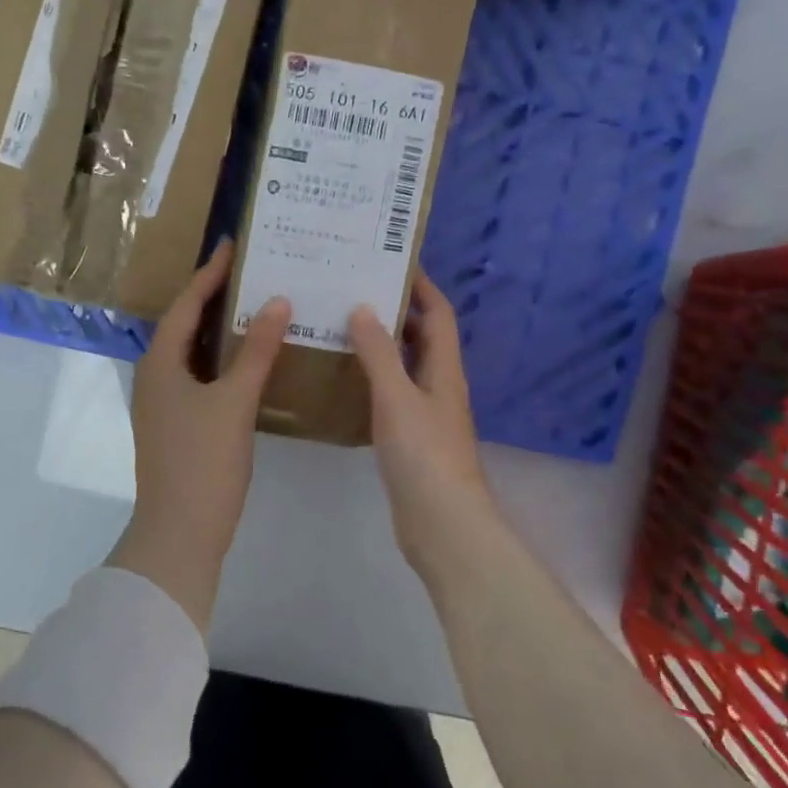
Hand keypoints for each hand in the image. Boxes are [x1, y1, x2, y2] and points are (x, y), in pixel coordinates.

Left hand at [114, 240, 290, 633]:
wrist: (179, 534)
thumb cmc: (203, 462)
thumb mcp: (234, 402)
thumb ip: (255, 350)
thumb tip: (276, 301)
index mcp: (160, 363)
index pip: (186, 304)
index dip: (209, 273)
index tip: (232, 244)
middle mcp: (155, 376)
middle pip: (185, 324)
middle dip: (214, 295)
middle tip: (249, 270)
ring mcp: (164, 402)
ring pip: (193, 351)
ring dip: (219, 328)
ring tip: (254, 304)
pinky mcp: (177, 423)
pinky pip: (200, 375)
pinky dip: (222, 359)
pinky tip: (249, 359)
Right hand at [348, 273, 498, 580]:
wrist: (443, 525)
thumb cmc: (424, 455)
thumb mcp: (397, 397)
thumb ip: (379, 353)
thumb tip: (364, 307)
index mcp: (444, 370)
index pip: (438, 314)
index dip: (421, 286)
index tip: (392, 261)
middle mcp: (439, 385)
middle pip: (423, 336)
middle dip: (396, 310)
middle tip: (355, 290)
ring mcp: (426, 414)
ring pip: (406, 365)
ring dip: (382, 344)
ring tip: (343, 325)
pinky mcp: (411, 438)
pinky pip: (392, 394)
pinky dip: (373, 378)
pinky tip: (345, 379)